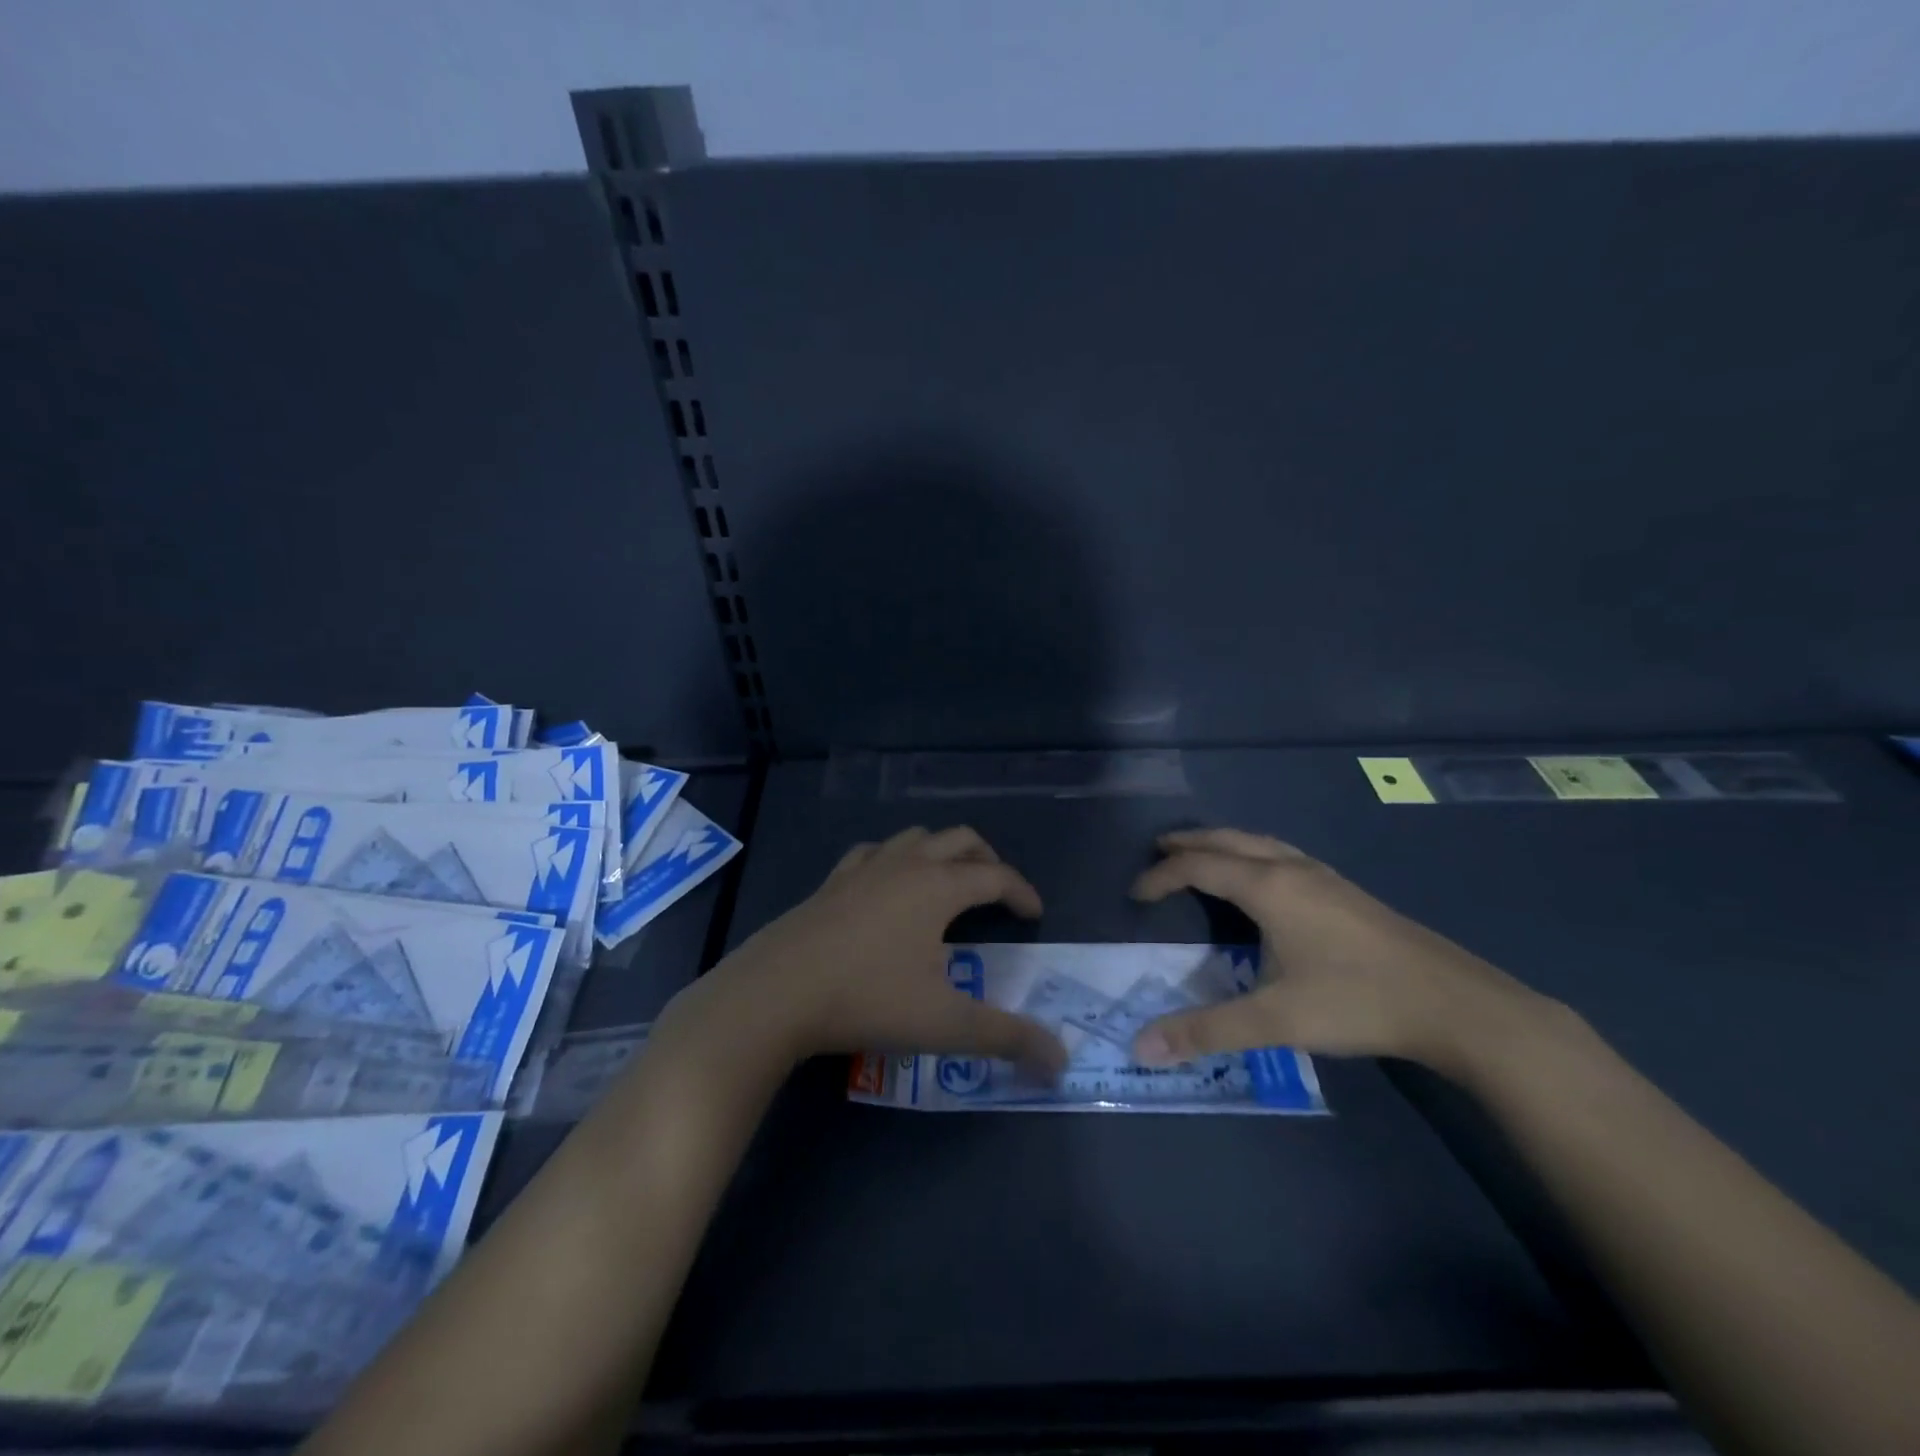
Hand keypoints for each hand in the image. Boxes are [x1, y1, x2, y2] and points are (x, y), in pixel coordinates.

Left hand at [698, 826, 1066, 1075]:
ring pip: (915, 838)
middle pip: (959, 840)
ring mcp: (863, 868)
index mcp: (938, 886)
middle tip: (998, 892)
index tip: (1035, 915)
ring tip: (948, 883)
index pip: (995, 876)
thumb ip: (1007, 1038)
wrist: (776, 993)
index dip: (1021, 892)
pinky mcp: (831, 882)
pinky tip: (887, 884)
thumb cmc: (868, 1000)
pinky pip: (873, 853)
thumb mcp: (945, 1024)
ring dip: (941, 852)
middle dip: (987, 860)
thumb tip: (1061, 1060)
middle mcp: (905, 865)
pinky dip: (894, 859)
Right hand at [1128, 828, 1541, 1072]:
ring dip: (1224, 844)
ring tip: (1203, 856)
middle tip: (1159, 850)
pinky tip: (1264, 881)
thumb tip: (1141, 1047)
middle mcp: (1293, 869)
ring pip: (1261, 843)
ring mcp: (1324, 877)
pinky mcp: (1346, 892)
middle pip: (1229, 840)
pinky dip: (1254, 854)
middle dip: (1190, 842)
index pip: (1199, 866)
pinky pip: (1283, 855)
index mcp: (1269, 887)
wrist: (1456, 1004)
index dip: (1162, 877)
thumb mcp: (1275, 1020)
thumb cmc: (1357, 1001)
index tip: (1136, 895)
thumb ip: (1206, 1031)